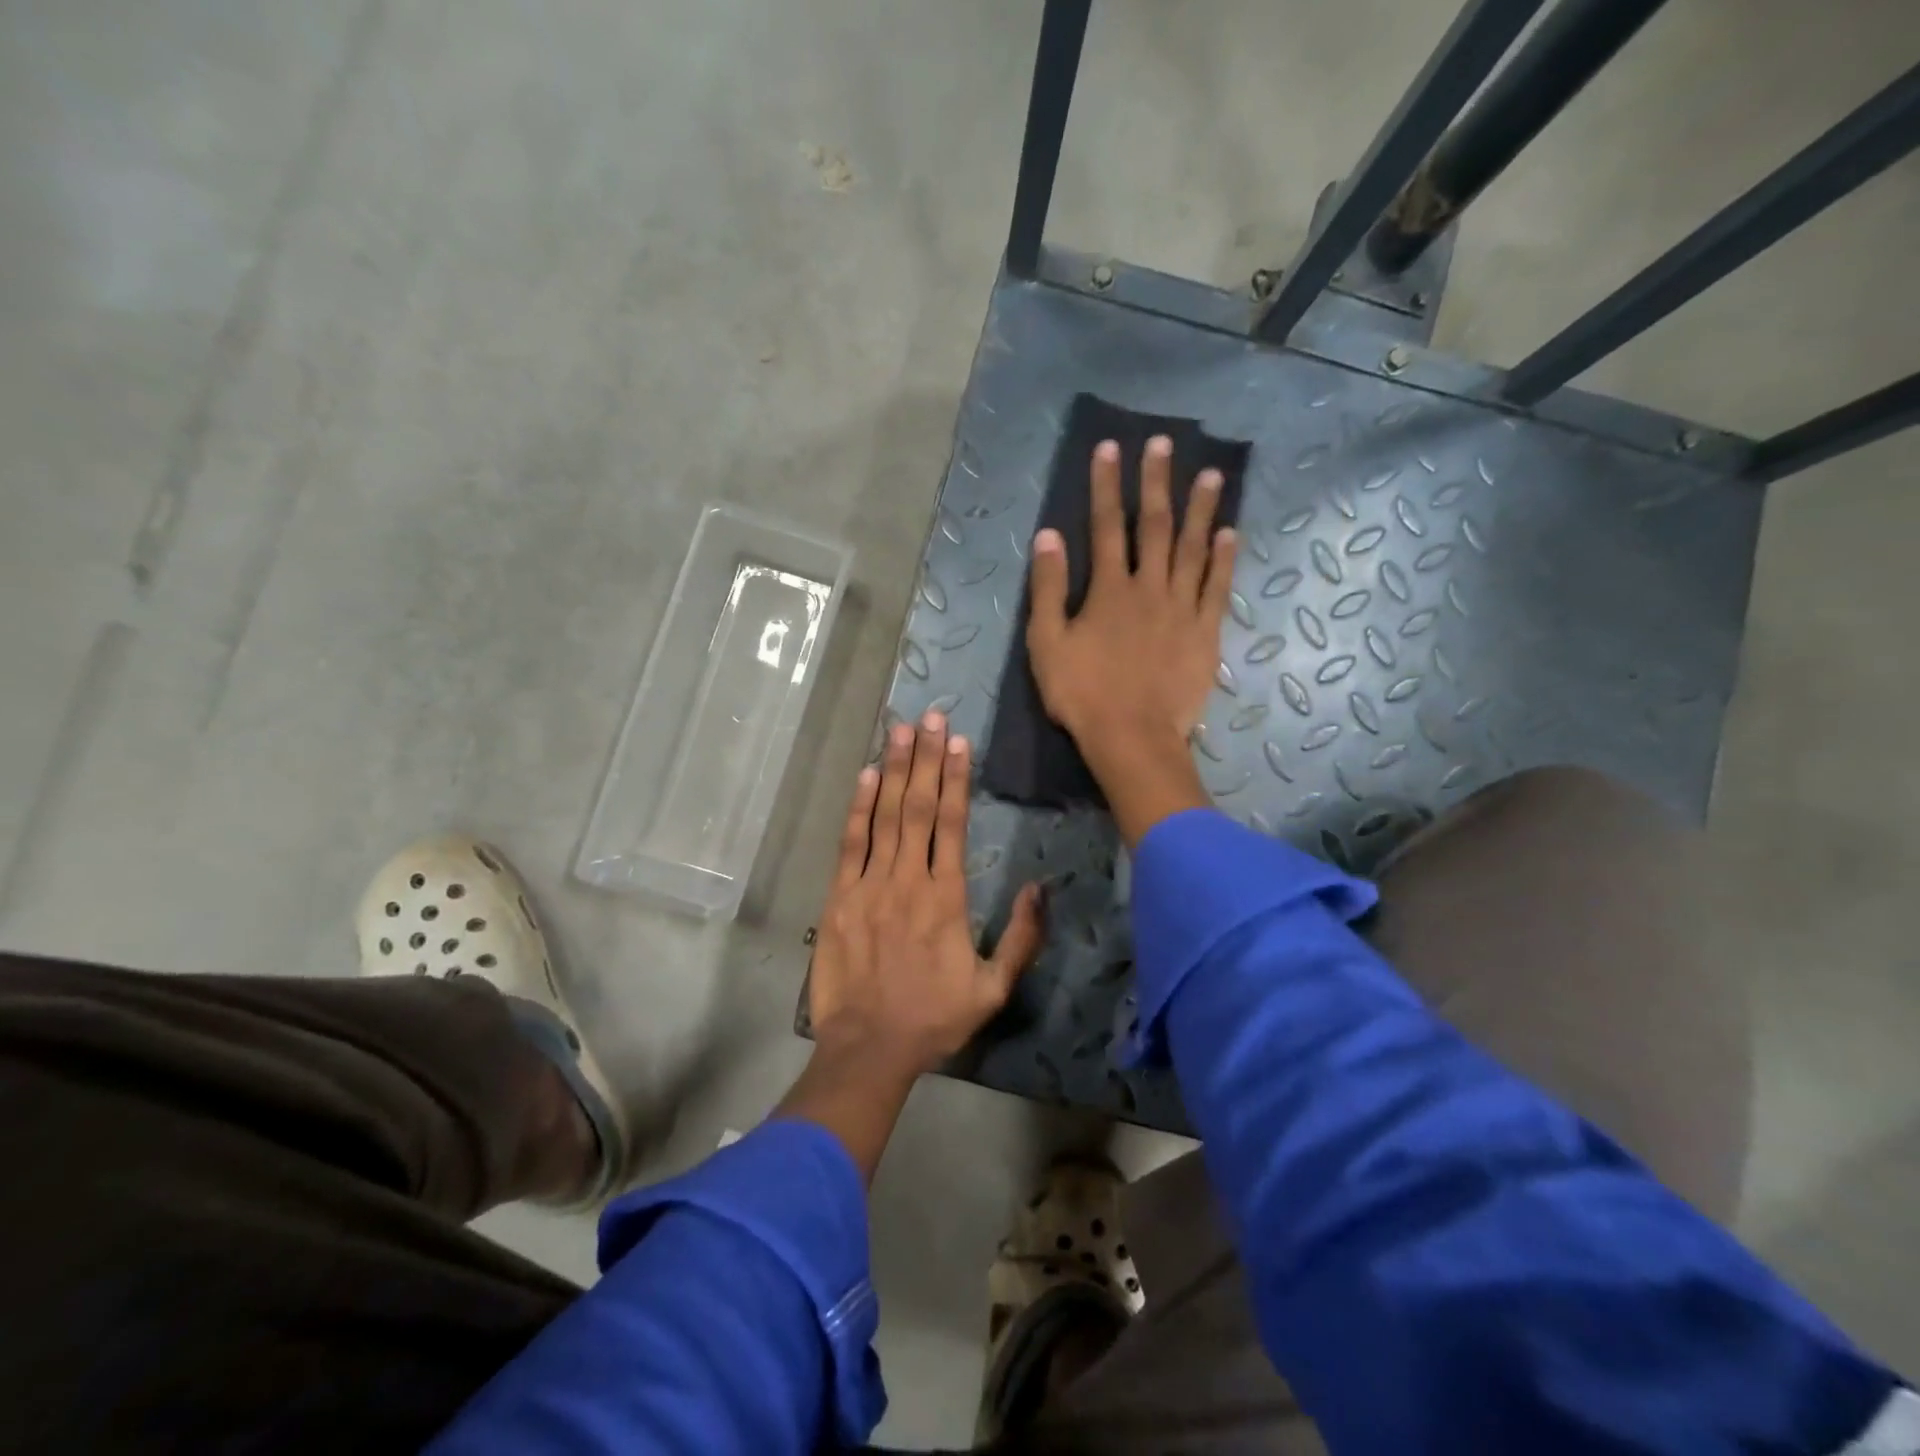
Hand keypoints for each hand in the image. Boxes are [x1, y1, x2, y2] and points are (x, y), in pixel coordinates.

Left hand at [807, 711, 1044, 1079]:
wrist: (869, 1048)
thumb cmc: (935, 1018)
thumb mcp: (993, 989)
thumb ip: (1021, 937)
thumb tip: (1039, 887)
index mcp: (946, 897)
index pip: (952, 823)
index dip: (956, 778)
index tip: (959, 742)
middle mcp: (908, 879)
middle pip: (919, 806)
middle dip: (926, 757)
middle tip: (931, 716)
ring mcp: (869, 885)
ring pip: (885, 815)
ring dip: (894, 769)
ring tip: (901, 729)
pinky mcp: (839, 897)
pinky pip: (850, 843)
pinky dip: (858, 807)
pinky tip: (866, 775)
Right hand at [1026, 435, 1235, 844]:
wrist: (1132, 738)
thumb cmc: (1082, 694)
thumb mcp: (1047, 644)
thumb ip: (1048, 589)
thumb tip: (1048, 537)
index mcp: (1108, 590)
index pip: (1105, 526)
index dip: (1105, 485)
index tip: (1110, 448)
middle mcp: (1149, 588)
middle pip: (1153, 526)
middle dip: (1155, 482)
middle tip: (1163, 443)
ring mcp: (1182, 609)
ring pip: (1193, 549)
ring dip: (1200, 509)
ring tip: (1210, 473)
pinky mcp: (1206, 633)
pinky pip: (1218, 588)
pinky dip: (1224, 559)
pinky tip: (1231, 533)